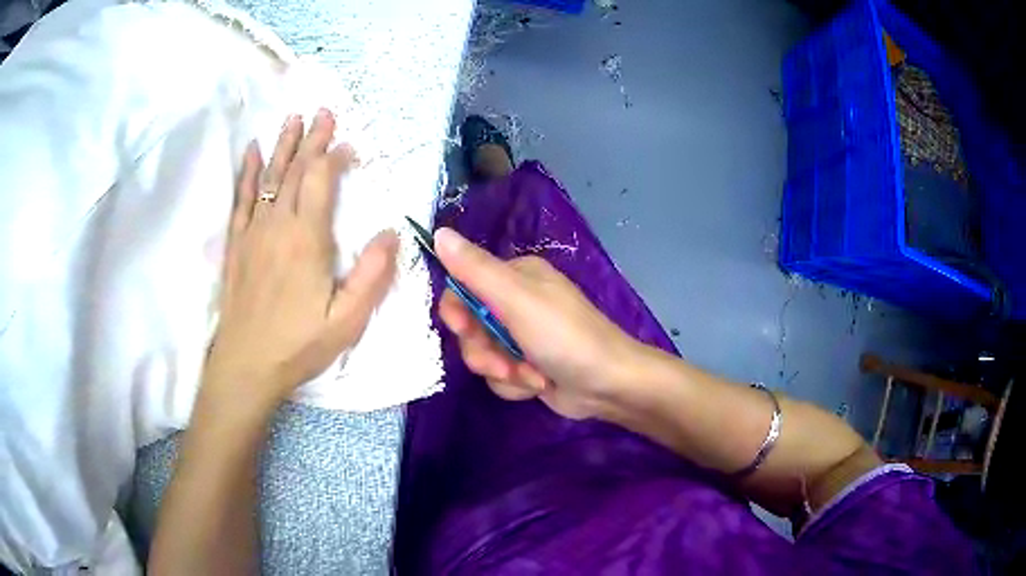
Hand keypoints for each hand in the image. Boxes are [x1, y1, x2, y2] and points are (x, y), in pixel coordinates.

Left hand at [204, 110, 398, 410]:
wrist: (246, 365)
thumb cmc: (299, 345)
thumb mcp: (347, 321)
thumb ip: (371, 275)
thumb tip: (392, 232)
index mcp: (307, 240)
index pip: (321, 182)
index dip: (334, 157)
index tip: (348, 144)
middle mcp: (278, 226)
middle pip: (295, 171)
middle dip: (311, 139)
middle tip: (323, 111)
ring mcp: (253, 232)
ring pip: (270, 178)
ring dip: (283, 146)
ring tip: (292, 119)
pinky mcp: (236, 245)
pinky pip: (241, 199)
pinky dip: (248, 173)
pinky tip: (253, 153)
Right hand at [435, 228, 639, 419]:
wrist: (608, 385)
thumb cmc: (564, 336)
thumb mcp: (517, 299)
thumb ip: (475, 269)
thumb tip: (439, 232)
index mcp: (515, 277)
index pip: (463, 287)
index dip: (458, 312)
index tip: (463, 329)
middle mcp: (516, 303)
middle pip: (470, 327)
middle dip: (484, 351)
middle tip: (503, 362)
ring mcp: (521, 336)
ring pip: (482, 355)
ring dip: (503, 370)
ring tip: (531, 375)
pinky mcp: (527, 364)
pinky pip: (499, 374)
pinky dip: (516, 384)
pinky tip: (539, 384)